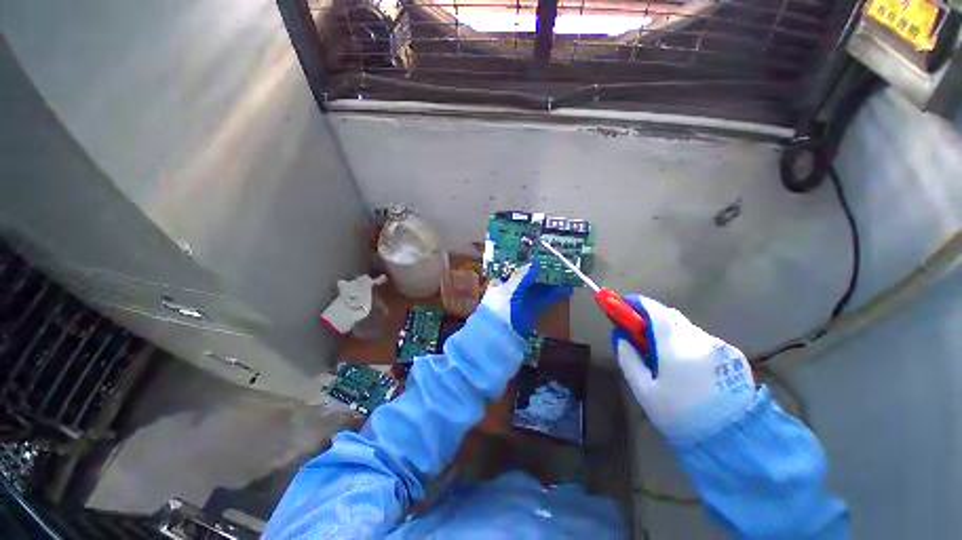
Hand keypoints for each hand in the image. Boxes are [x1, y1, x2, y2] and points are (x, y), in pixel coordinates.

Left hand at [481, 262, 571, 337]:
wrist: (497, 340)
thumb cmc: (498, 310)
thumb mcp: (507, 291)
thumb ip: (521, 277)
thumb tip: (535, 263)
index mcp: (501, 281)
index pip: (514, 266)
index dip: (526, 259)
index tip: (540, 252)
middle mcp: (511, 289)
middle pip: (529, 276)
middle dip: (542, 269)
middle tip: (558, 260)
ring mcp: (522, 300)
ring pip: (539, 287)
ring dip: (551, 281)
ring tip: (567, 272)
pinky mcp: (532, 311)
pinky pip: (544, 300)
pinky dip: (555, 295)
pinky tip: (566, 289)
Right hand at [612, 295, 754, 442]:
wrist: (733, 441)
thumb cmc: (680, 415)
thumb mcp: (644, 391)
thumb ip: (629, 359)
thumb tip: (621, 337)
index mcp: (676, 348)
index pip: (656, 311)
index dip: (639, 304)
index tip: (626, 305)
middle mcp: (700, 340)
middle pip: (671, 316)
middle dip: (653, 318)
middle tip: (642, 335)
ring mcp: (720, 347)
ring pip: (687, 328)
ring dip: (672, 333)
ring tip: (666, 356)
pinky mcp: (734, 356)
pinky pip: (703, 340)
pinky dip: (689, 343)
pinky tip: (688, 365)